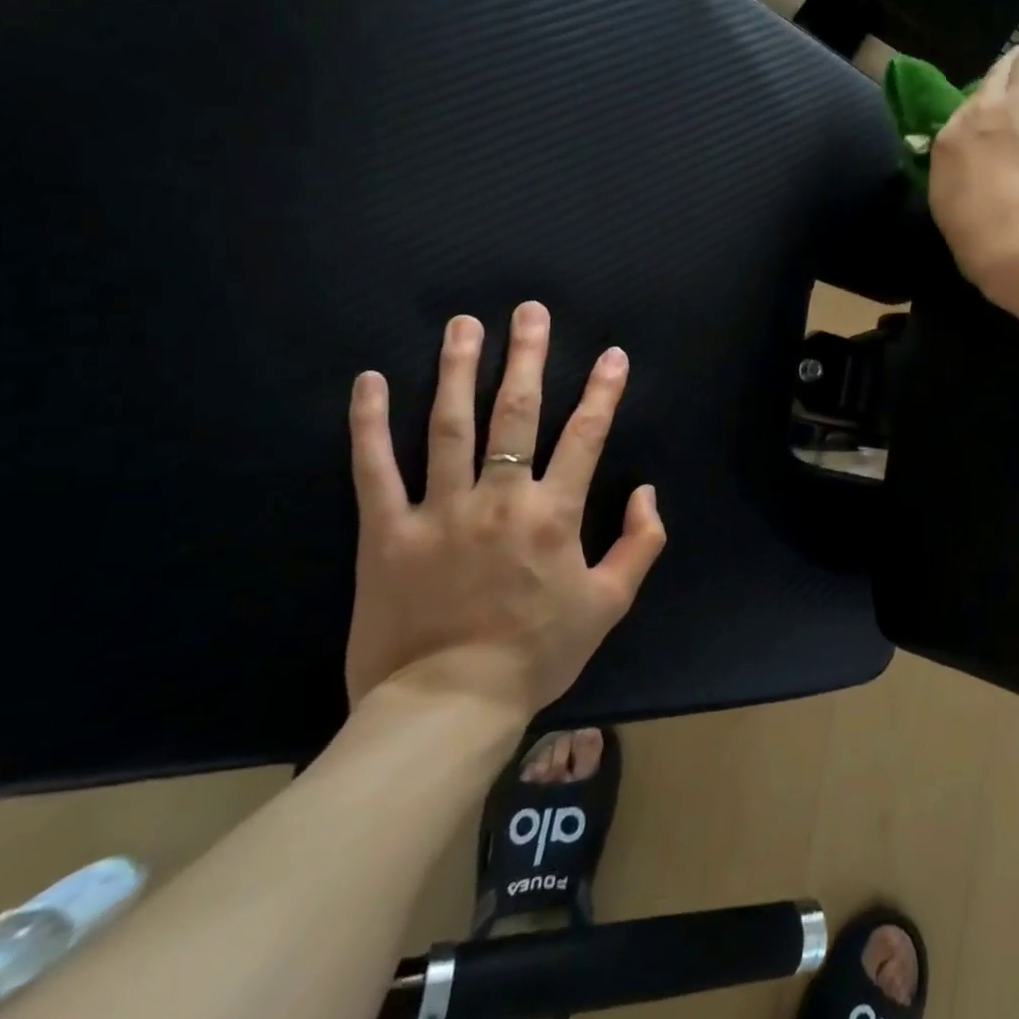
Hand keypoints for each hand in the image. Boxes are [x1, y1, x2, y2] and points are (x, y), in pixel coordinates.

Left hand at [344, 302, 666, 719]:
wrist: (448, 706)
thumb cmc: (538, 652)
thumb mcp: (611, 603)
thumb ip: (642, 543)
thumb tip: (648, 491)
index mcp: (554, 515)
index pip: (586, 436)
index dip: (603, 391)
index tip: (612, 354)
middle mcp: (499, 499)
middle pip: (516, 413)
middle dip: (526, 356)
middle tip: (528, 311)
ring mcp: (438, 511)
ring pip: (448, 425)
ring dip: (458, 369)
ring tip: (463, 325)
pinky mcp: (386, 532)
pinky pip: (373, 468)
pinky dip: (370, 422)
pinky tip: (370, 380)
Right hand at [928, 28, 1018, 301]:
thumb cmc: (985, 240)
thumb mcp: (956, 218)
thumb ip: (962, 191)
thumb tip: (971, 185)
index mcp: (951, 143)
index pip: (965, 115)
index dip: (981, 106)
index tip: (990, 105)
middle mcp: (983, 109)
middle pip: (997, 78)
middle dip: (1008, 67)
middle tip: (1018, 56)